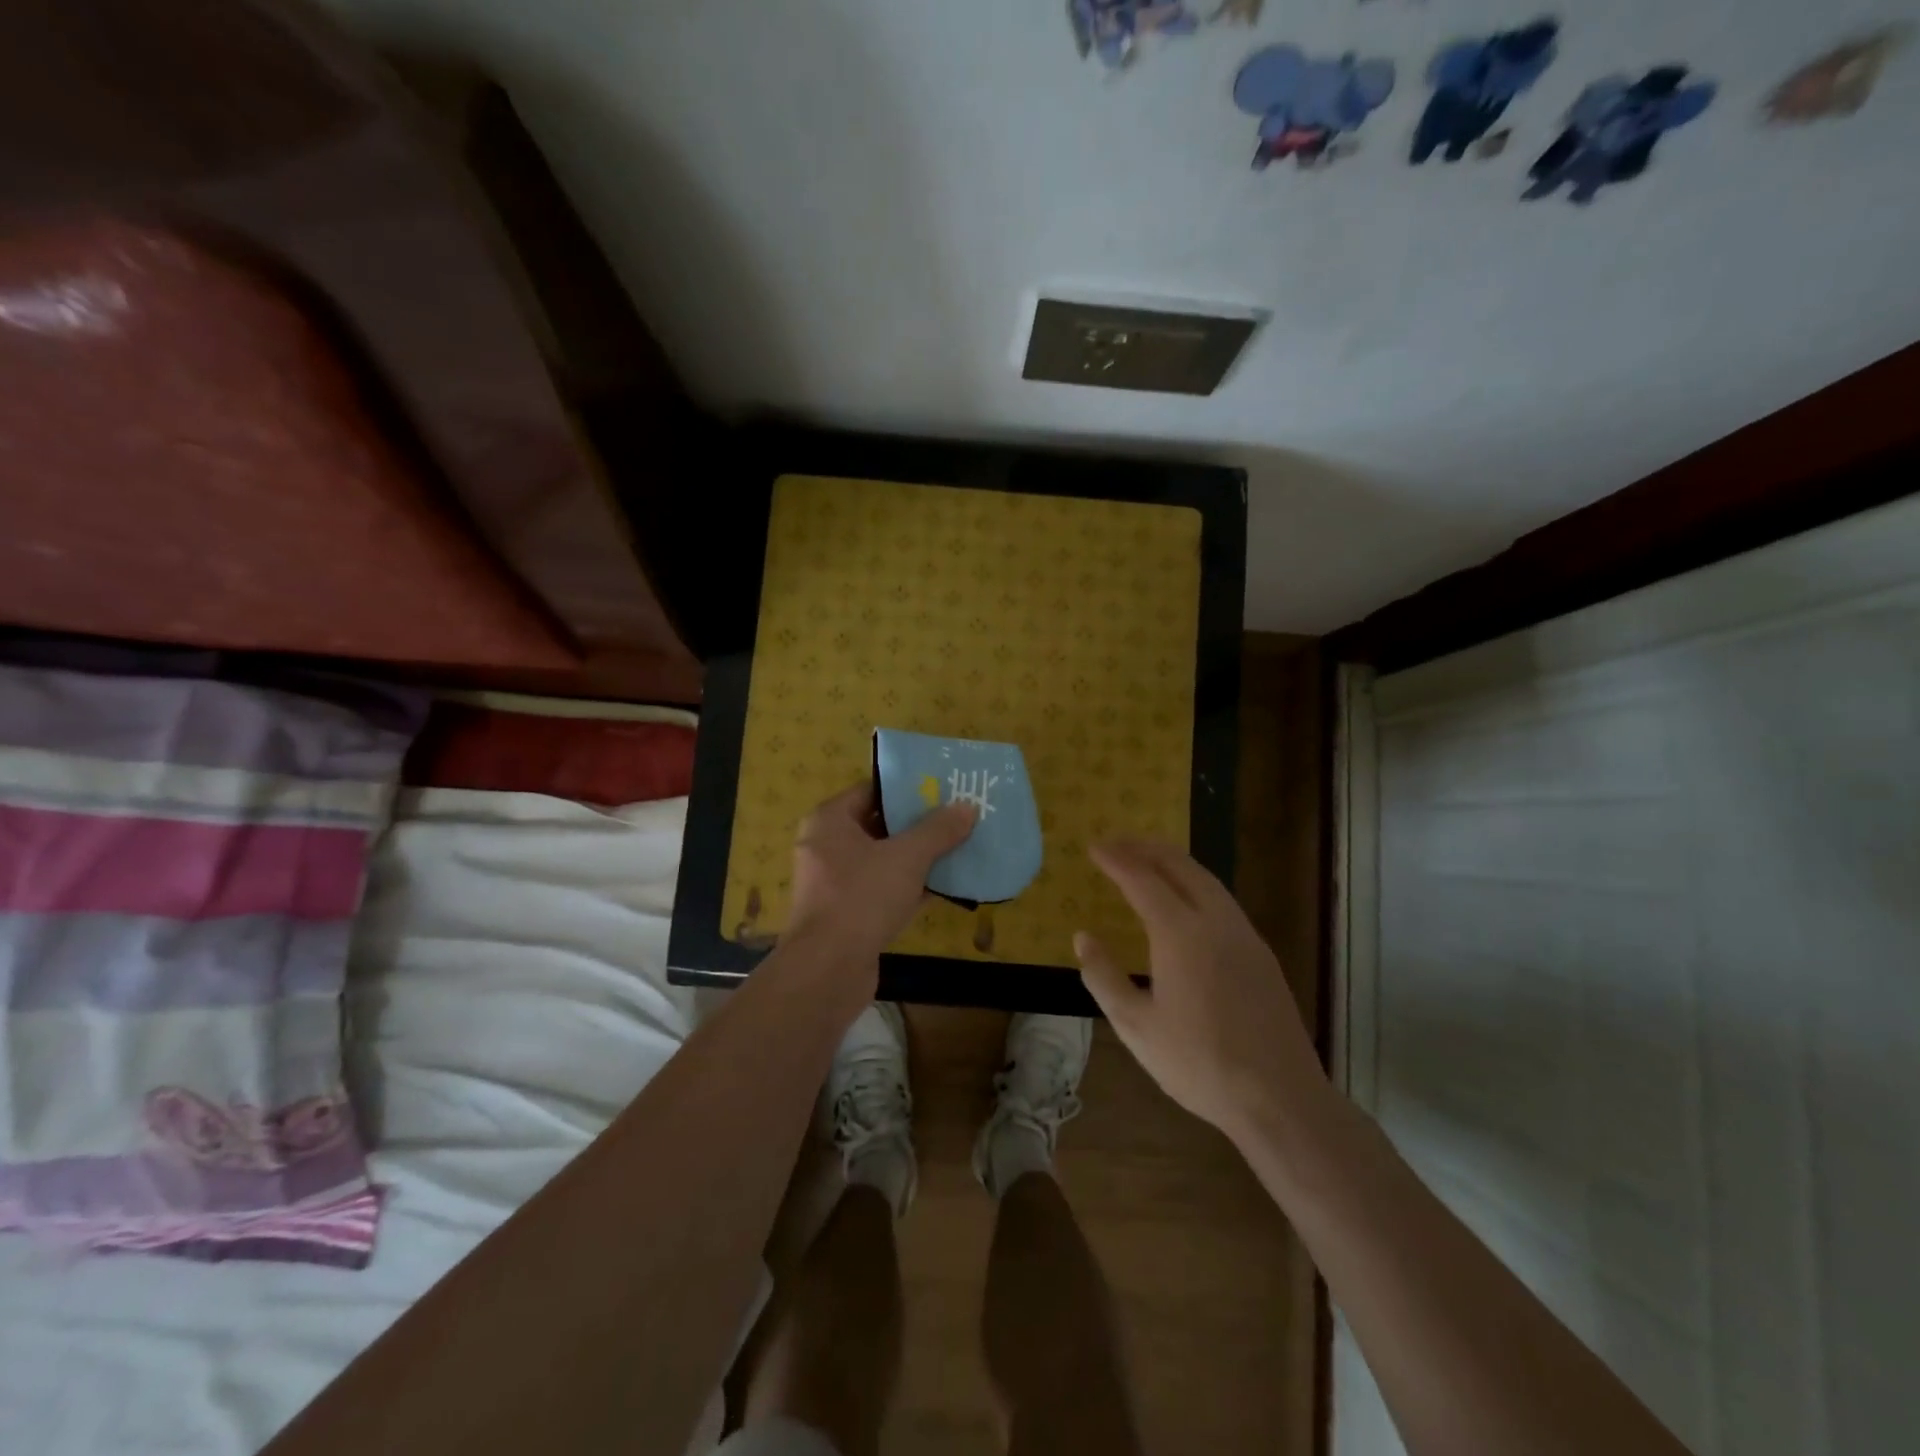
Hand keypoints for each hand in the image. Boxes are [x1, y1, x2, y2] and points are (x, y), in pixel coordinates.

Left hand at [787, 783, 975, 966]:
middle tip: (957, 817)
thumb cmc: (861, 897)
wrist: (827, 970)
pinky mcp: (848, 915)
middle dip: (918, 824)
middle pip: (879, 826)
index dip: (906, 789)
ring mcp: (836, 884)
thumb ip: (937, 830)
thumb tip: (967, 808)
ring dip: (918, 857)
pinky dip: (911, 887)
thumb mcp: (907, 857)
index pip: (871, 791)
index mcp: (830, 821)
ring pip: (884, 861)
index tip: (941, 789)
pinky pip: (884, 890)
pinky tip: (947, 887)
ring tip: (959, 847)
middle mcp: (827, 847)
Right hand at [1075, 839, 1328, 1144]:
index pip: (1142, 880)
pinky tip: (1185, 900)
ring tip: (1147, 860)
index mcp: (1180, 934)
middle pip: (1180, 866)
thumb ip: (1104, 977)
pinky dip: (1195, 883)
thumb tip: (1083, 937)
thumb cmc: (1198, 1063)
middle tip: (1117, 843)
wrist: (1278, 1097)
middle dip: (1145, 848)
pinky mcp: (1261, 953)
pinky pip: (1222, 899)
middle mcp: (1215, 921)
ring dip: (1173, 861)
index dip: (1116, 860)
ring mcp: (1244, 934)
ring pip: (1207, 879)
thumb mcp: (1135, 1026)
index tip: (1094, 847)